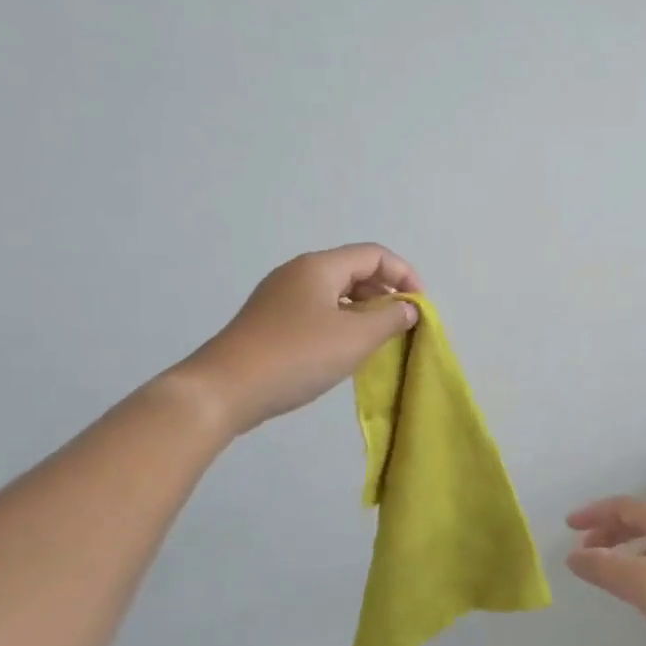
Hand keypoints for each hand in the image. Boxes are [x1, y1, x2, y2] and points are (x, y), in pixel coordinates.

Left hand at [173, 243, 422, 434]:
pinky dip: (342, 322)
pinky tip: (346, 349)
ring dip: (365, 310)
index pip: (374, 255)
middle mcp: (299, 273)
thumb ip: (391, 319)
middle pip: (354, 270)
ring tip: (379, 339)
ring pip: (336, 293)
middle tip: (403, 325)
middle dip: (386, 293)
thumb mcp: (356, 338)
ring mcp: (280, 297)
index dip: (405, 275)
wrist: (225, 390)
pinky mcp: (270, 321)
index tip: (420, 308)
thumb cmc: (297, 356)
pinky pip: (318, 311)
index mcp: (320, 267)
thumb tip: (408, 308)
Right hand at [565, 497, 645, 645]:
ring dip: (627, 550)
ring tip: (610, 571)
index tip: (569, 526)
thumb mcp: (643, 584)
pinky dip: (645, 565)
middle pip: (640, 521)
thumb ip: (605, 568)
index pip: (624, 506)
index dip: (594, 514)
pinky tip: (644, 590)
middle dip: (609, 532)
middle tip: (586, 551)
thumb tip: (573, 555)